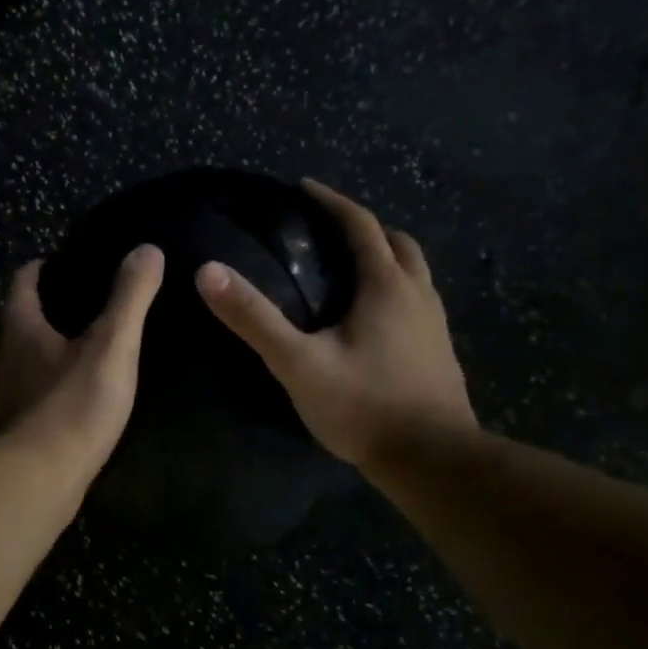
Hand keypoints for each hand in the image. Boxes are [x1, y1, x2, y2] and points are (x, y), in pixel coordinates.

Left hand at [0, 245, 164, 474]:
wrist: (33, 483)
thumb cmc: (71, 406)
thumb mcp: (112, 346)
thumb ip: (129, 298)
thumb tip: (148, 248)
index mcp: (19, 326)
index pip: (24, 280)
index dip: (44, 267)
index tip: (68, 264)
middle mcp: (0, 354)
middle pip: (20, 319)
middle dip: (48, 309)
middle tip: (88, 307)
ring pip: (21, 358)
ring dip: (46, 350)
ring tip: (85, 351)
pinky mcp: (6, 428)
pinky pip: (27, 393)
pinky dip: (46, 386)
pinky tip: (72, 399)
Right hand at [195, 180, 475, 466]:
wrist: (434, 461)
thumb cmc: (364, 406)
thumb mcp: (297, 362)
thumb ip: (253, 318)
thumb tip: (208, 271)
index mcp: (386, 286)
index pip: (360, 224)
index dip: (331, 201)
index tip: (304, 187)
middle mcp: (418, 295)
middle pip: (397, 242)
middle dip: (364, 226)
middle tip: (328, 229)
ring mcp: (435, 325)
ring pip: (413, 272)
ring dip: (384, 256)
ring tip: (348, 268)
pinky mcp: (439, 352)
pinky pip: (417, 301)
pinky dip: (394, 289)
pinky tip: (372, 317)